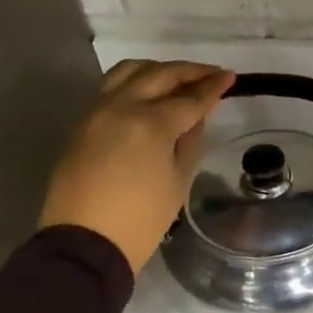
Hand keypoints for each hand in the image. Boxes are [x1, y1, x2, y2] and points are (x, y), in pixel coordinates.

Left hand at [38, 60, 235, 271]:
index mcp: (151, 123)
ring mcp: (97, 111)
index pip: (190, 98)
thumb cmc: (142, 219)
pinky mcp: (82, 122)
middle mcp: (122, 107)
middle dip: (189, 71)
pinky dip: (135, 81)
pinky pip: (111, 86)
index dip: (213, 87)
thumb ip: (190, 141)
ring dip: (158, 70)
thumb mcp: (179, 181)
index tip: (230, 77)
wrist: (86, 242)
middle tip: (211, 73)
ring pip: (129, 71)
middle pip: (160, 75)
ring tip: (178, 79)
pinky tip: (149, 92)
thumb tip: (195, 117)